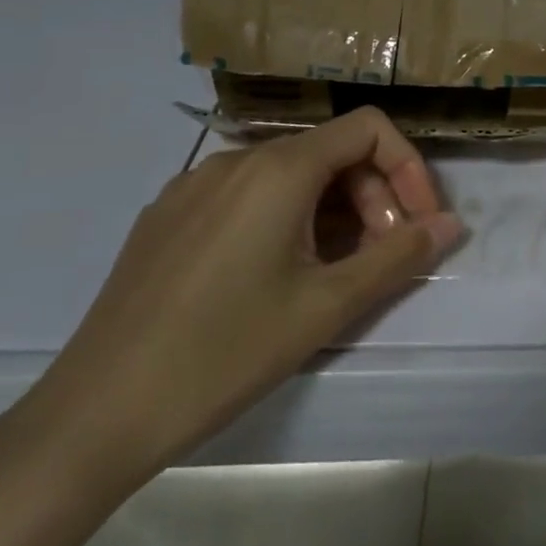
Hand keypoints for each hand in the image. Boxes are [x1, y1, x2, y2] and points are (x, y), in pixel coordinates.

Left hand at [9, 107, 460, 486]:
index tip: (419, 224)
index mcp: (279, 169)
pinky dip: (286, 218)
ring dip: (333, 210)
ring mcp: (194, 186)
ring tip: (335, 271)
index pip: (369, 129)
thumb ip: (399, 256)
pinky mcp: (167, 216)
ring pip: (291, 174)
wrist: (92, 417)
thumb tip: (452, 224)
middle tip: (382, 257)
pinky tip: (276, 275)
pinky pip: (248, 195)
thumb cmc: (225, 353)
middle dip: (374, 196)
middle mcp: (236, 160)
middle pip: (332, 152)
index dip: (408, 168)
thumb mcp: (327, 306)